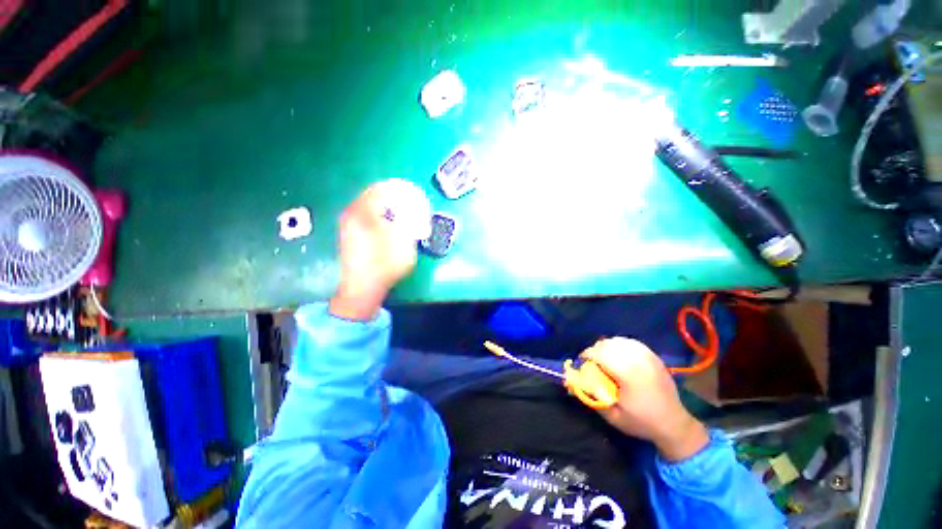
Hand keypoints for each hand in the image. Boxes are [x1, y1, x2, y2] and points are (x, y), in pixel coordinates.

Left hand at [330, 179, 430, 320]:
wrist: (362, 287)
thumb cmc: (385, 264)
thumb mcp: (404, 241)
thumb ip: (409, 220)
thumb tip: (412, 209)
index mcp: (364, 212)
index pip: (383, 188)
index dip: (401, 189)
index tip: (414, 194)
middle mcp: (352, 213)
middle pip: (374, 193)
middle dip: (394, 195)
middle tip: (410, 202)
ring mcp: (348, 223)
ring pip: (369, 203)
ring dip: (387, 204)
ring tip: (402, 212)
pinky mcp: (348, 232)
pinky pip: (365, 214)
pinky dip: (379, 213)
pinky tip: (390, 223)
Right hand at [581, 337, 709, 460]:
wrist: (675, 424)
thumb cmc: (641, 422)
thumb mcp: (612, 416)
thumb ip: (591, 397)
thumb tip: (571, 383)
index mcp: (627, 373)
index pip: (599, 353)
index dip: (586, 355)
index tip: (581, 364)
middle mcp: (637, 359)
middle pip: (607, 344)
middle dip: (595, 351)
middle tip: (592, 363)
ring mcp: (648, 356)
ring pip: (618, 340)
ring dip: (607, 347)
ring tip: (605, 359)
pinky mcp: (653, 356)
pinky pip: (631, 342)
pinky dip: (620, 345)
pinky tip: (619, 355)